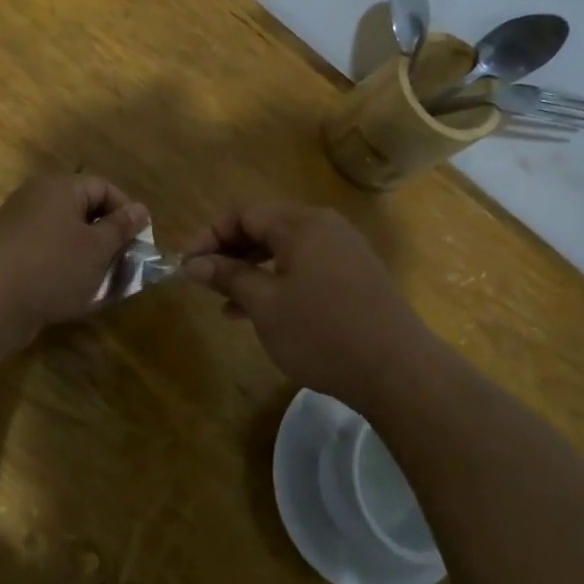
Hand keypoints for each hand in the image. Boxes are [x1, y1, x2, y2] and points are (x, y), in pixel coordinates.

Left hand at [0, 174, 149, 342]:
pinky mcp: (7, 253)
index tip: (139, 241)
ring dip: (86, 256)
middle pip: (82, 210)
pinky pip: (44, 253)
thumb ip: (121, 227)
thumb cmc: (53, 266)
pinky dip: (62, 268)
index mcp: (59, 187)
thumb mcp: (97, 248)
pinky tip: (71, 292)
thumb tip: (140, 210)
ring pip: (64, 234)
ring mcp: (17, 225)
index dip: (126, 212)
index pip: (103, 188)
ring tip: (100, 282)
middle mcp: (36, 198)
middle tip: (123, 263)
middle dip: (106, 237)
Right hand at [179, 201, 432, 405]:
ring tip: (224, 302)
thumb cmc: (323, 332)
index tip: (186, 265)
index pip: (244, 213)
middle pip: (265, 228)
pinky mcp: (354, 277)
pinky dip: (278, 282)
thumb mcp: (265, 305)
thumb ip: (228, 276)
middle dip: (229, 253)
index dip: (210, 236)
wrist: (397, 370)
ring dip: (251, 270)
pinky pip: (305, 268)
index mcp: (302, 224)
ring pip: (284, 250)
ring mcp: (344, 251)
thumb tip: (192, 263)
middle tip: (202, 281)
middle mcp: (325, 227)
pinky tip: (259, 312)